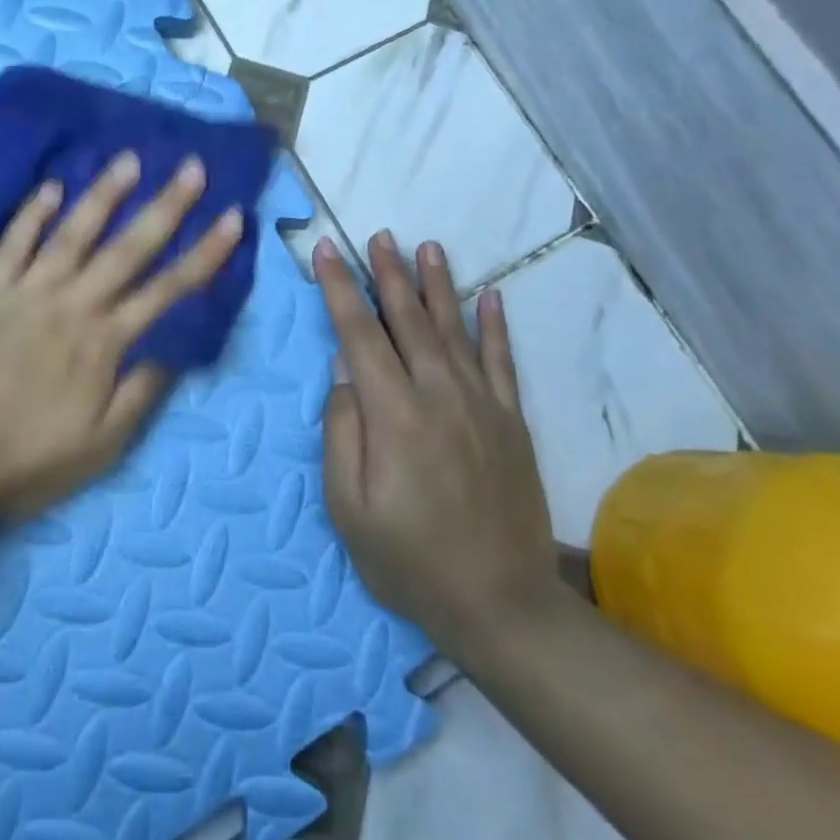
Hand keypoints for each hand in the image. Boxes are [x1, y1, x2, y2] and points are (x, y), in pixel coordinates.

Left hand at [0, 151, 243, 517]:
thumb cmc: (24, 461)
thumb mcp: (100, 446)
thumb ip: (141, 393)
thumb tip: (176, 350)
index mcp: (104, 342)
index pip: (168, 289)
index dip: (206, 252)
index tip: (233, 217)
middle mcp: (72, 304)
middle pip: (128, 248)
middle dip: (166, 206)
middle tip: (192, 166)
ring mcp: (25, 292)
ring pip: (73, 232)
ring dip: (104, 194)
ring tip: (129, 160)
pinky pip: (12, 242)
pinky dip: (32, 212)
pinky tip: (50, 187)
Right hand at [316, 231, 564, 655]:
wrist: (501, 603)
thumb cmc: (409, 560)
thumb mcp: (349, 508)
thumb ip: (342, 432)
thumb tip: (343, 371)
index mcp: (393, 414)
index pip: (360, 334)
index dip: (340, 289)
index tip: (328, 251)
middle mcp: (439, 394)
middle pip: (409, 320)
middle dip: (389, 274)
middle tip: (380, 236)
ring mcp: (481, 404)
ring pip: (455, 329)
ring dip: (439, 285)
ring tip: (428, 247)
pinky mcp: (511, 421)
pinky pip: (502, 361)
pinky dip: (495, 326)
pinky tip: (490, 296)